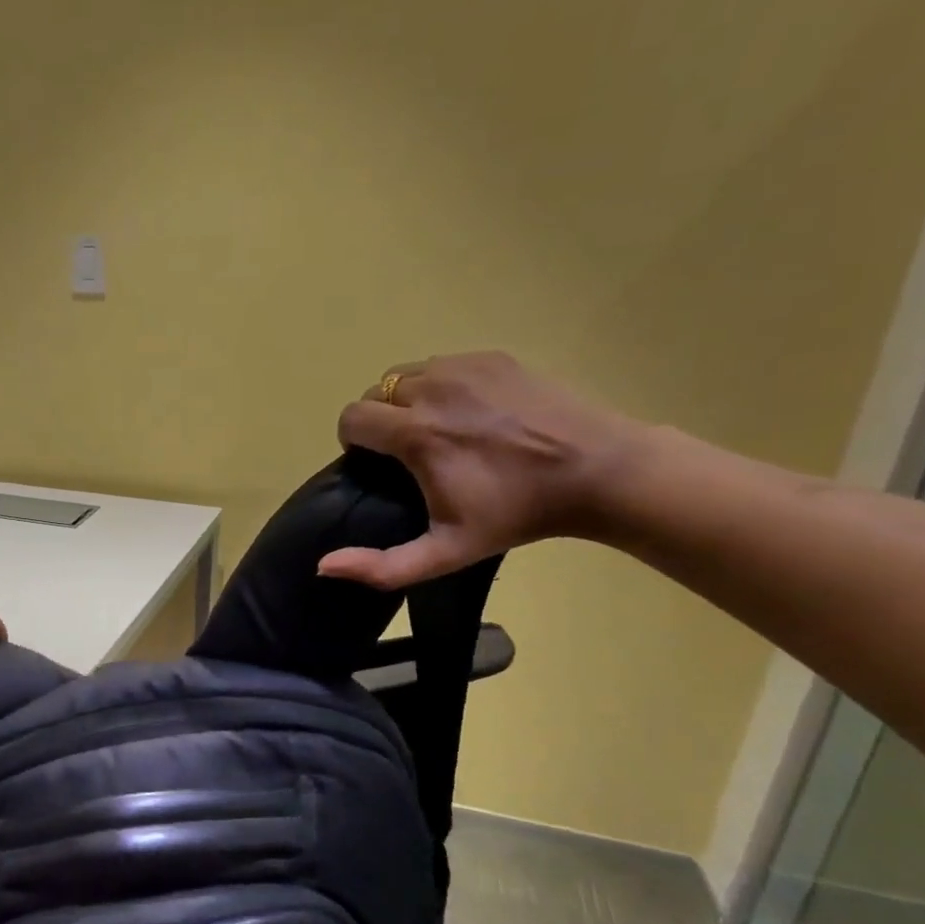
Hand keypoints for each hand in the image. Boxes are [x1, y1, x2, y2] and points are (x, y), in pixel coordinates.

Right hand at [319, 352, 647, 588]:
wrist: (599, 472)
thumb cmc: (517, 515)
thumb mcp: (447, 552)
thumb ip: (382, 566)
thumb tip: (325, 565)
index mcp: (416, 433)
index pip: (352, 418)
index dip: (355, 442)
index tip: (377, 464)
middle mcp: (432, 388)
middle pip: (376, 392)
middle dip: (379, 420)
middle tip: (409, 451)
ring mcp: (465, 367)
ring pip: (407, 374)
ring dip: (407, 400)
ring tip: (437, 429)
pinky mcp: (493, 357)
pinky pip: (443, 364)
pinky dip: (442, 385)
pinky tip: (469, 413)